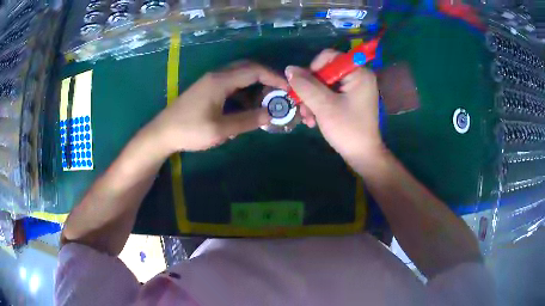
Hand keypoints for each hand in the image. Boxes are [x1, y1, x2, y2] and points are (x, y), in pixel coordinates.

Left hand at [149, 61, 287, 151]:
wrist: (162, 133)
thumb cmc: (190, 130)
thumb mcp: (221, 129)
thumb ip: (247, 120)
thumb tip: (270, 115)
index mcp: (221, 80)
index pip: (254, 70)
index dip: (274, 78)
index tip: (288, 89)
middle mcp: (217, 75)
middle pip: (248, 69)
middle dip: (267, 79)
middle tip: (279, 94)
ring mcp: (211, 81)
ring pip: (240, 76)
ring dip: (255, 86)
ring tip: (266, 103)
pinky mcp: (207, 89)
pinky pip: (232, 85)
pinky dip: (244, 92)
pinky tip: (248, 107)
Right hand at [286, 49, 383, 164]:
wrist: (362, 156)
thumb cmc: (347, 129)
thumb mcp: (324, 106)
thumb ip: (305, 85)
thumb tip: (289, 69)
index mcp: (358, 73)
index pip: (329, 57)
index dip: (313, 68)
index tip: (304, 86)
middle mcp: (358, 77)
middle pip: (325, 72)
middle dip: (310, 90)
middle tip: (302, 107)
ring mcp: (354, 89)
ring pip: (325, 85)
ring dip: (312, 100)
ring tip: (307, 118)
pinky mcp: (350, 100)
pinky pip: (330, 95)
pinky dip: (319, 105)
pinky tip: (313, 120)